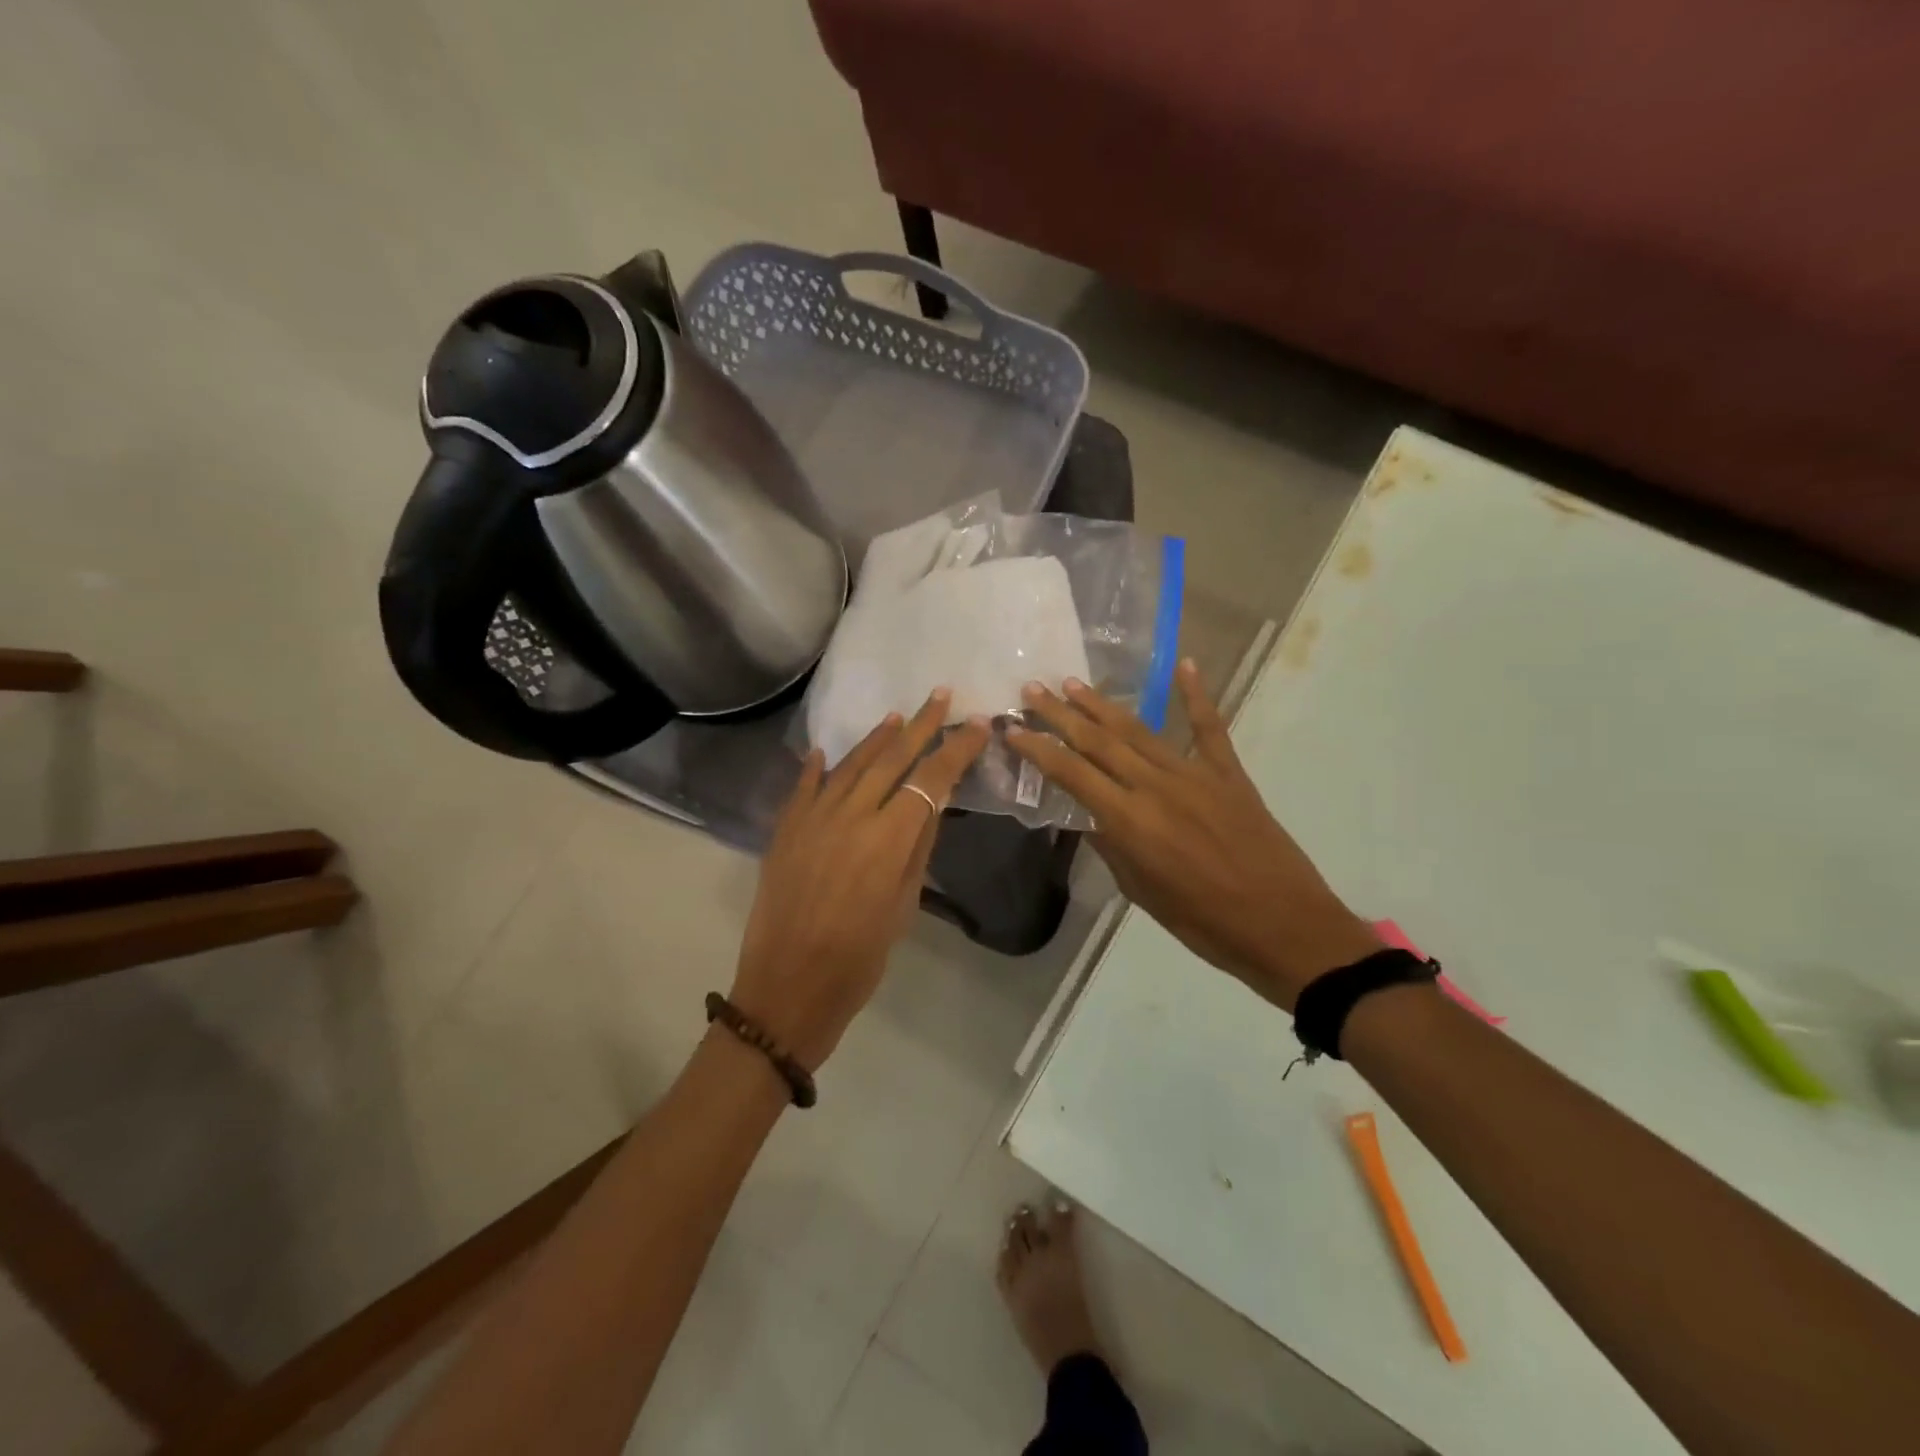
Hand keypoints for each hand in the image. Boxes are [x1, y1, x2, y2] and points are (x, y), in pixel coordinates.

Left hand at [732, 690, 989, 1070]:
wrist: (788, 987)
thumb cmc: (859, 959)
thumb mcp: (903, 906)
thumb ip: (917, 848)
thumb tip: (933, 803)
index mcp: (888, 838)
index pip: (931, 779)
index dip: (956, 750)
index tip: (976, 726)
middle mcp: (851, 815)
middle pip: (891, 759)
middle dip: (920, 725)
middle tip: (940, 696)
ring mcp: (812, 819)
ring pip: (849, 765)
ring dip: (875, 739)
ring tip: (895, 716)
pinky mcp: (785, 831)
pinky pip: (804, 788)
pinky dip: (816, 768)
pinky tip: (823, 751)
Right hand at [1007, 662, 1379, 1010]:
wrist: (1283, 926)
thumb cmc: (1204, 923)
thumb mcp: (1141, 892)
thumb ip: (1112, 848)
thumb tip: (1089, 818)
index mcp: (1130, 821)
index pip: (1071, 774)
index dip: (1038, 748)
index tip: (1012, 727)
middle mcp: (1155, 786)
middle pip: (1099, 741)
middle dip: (1061, 714)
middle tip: (1033, 688)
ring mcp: (1195, 774)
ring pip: (1140, 730)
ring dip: (1103, 705)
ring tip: (1074, 683)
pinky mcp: (1229, 774)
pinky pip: (1210, 728)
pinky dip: (1197, 695)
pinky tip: (1184, 665)